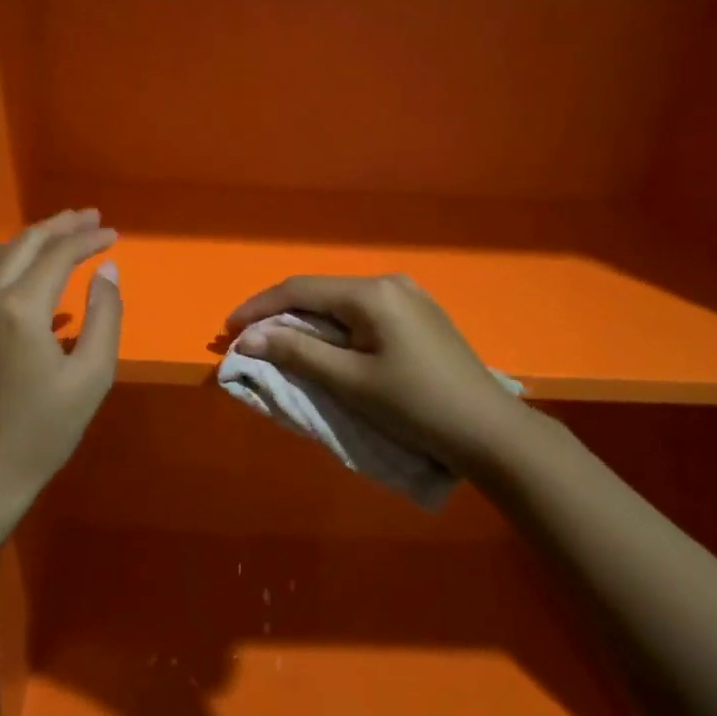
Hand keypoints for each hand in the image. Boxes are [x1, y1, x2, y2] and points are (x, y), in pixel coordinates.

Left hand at [0, 209, 121, 516]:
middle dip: (60, 226)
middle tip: (91, 218)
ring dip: (36, 240)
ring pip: (2, 258)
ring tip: (66, 234)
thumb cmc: (42, 431)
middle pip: (25, 244)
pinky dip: (17, 263)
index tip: (114, 234)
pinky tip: (36, 275)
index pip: (58, 254)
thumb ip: (105, 317)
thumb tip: (108, 272)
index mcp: (21, 308)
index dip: (88, 240)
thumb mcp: (91, 377)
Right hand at [226, 274, 522, 475]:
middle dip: (281, 316)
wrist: (488, 431)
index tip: (228, 330)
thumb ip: (296, 352)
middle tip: (250, 341)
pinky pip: (363, 315)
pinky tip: (326, 348)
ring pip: (341, 305)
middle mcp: (390, 284)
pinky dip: (335, 330)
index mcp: (372, 293)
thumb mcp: (349, 381)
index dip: (259, 308)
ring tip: (280, 346)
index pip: (299, 290)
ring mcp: (409, 298)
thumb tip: (248, 336)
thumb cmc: (414, 406)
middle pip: (321, 294)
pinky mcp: (420, 318)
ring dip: (308, 324)